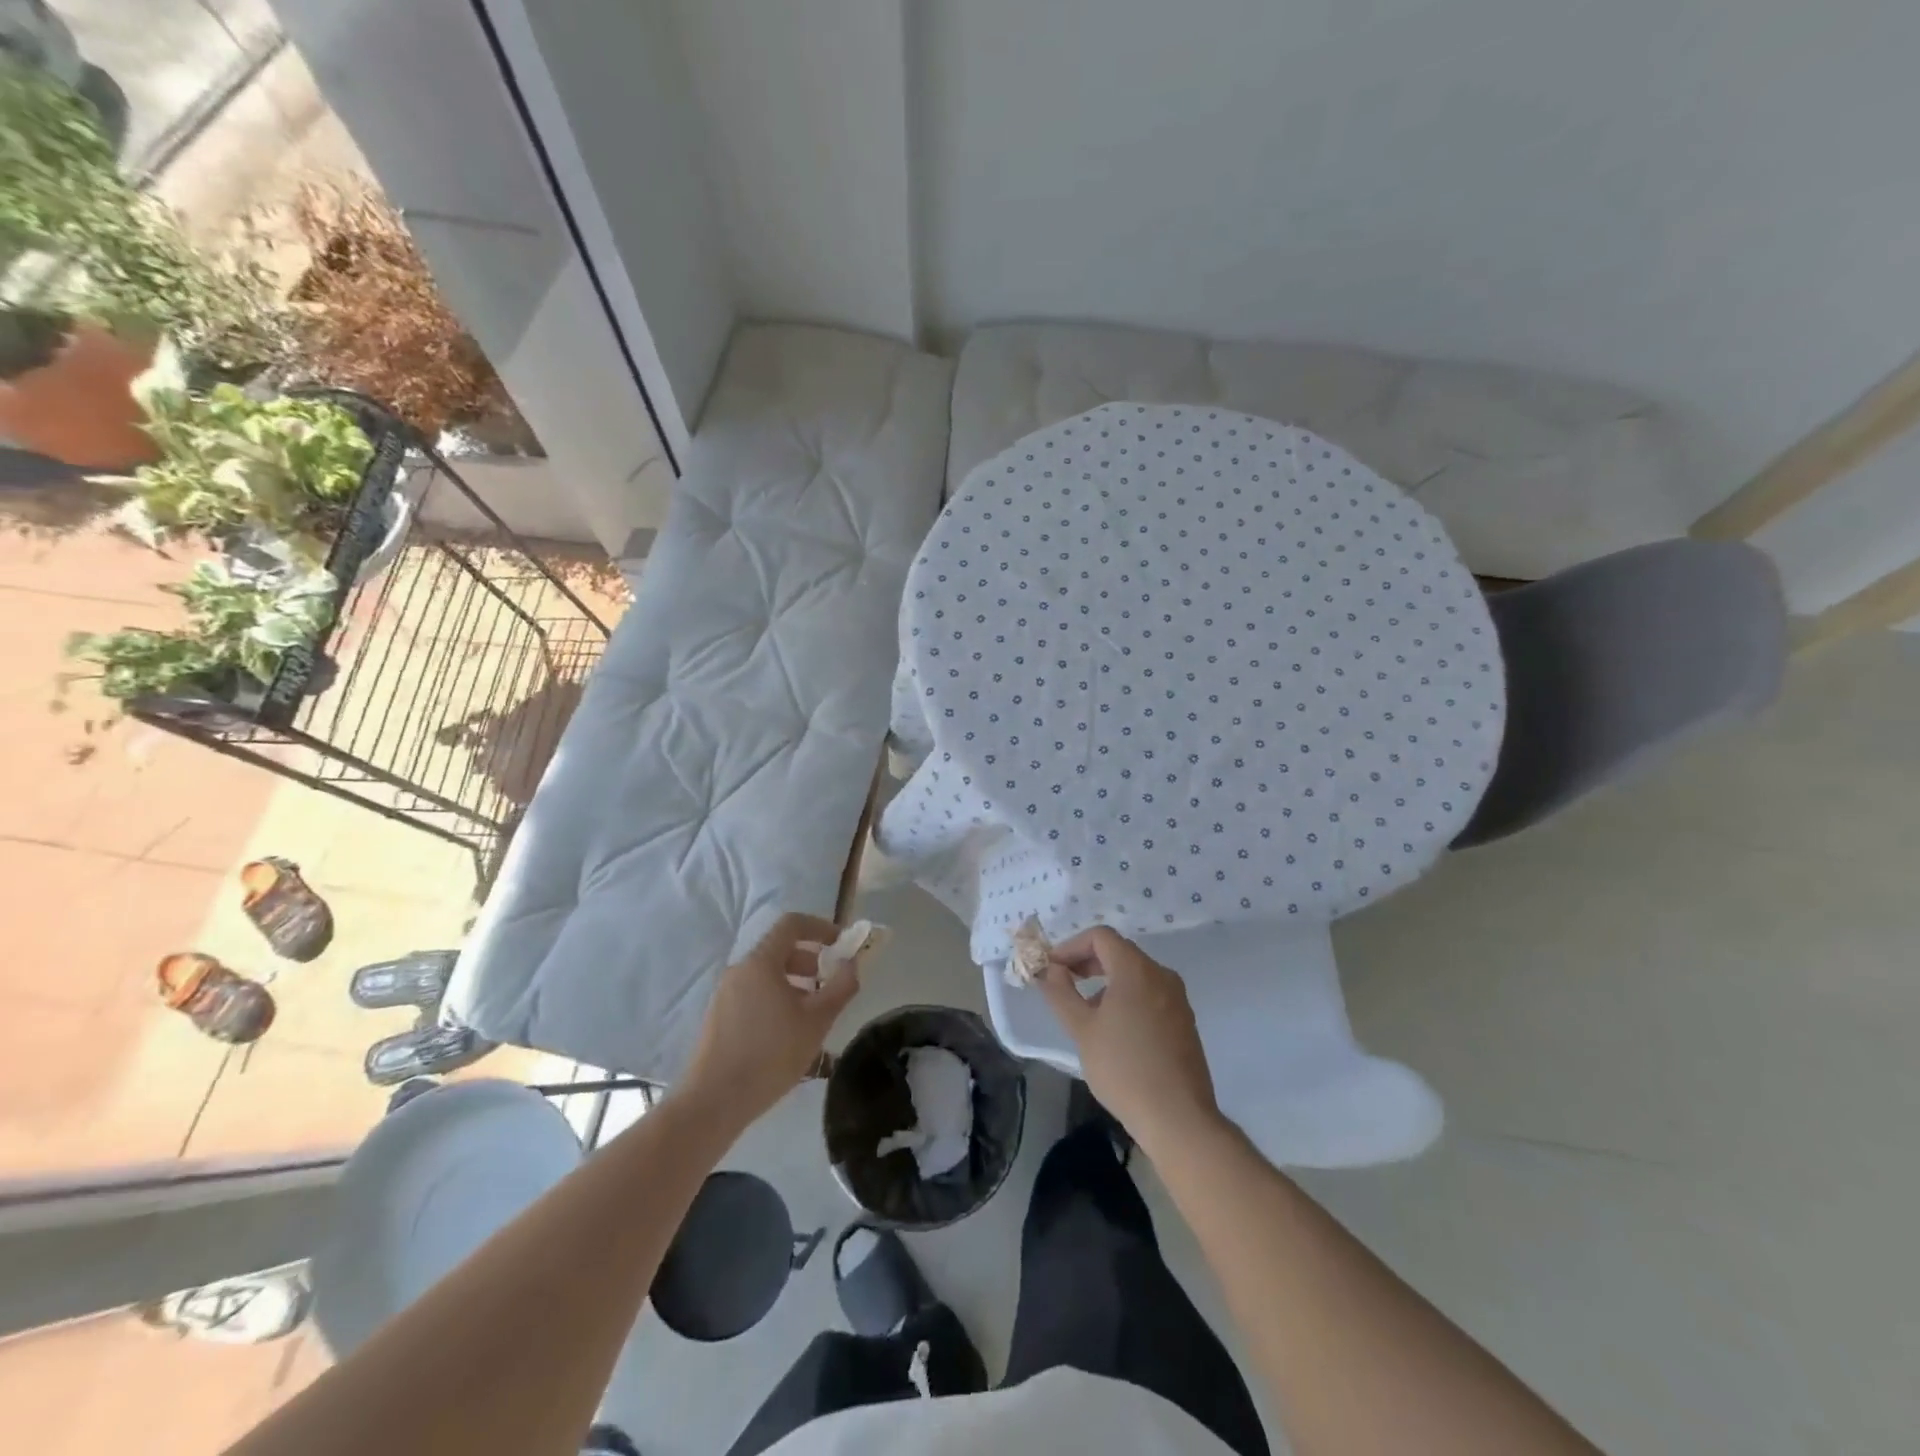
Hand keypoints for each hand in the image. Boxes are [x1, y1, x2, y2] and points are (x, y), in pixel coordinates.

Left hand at [681, 913, 859, 1129]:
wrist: (713, 1102)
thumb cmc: (770, 1055)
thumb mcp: (817, 1021)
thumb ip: (841, 987)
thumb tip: (851, 964)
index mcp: (761, 962)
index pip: (792, 924)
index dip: (821, 927)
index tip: (842, 945)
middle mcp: (740, 970)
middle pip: (780, 949)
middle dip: (812, 960)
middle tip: (832, 985)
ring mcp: (725, 994)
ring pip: (767, 975)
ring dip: (796, 983)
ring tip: (814, 1014)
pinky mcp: (719, 1017)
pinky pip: (754, 993)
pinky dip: (777, 998)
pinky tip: (788, 1033)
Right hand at [1039, 926, 1222, 1156]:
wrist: (1178, 1118)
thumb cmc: (1123, 1068)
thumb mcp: (1082, 1029)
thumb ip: (1060, 993)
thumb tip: (1050, 969)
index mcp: (1136, 969)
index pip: (1100, 937)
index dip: (1071, 946)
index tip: (1052, 969)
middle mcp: (1161, 975)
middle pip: (1119, 951)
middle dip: (1087, 962)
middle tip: (1063, 984)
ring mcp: (1177, 998)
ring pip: (1135, 974)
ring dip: (1105, 981)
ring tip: (1085, 1011)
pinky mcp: (1184, 1020)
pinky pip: (1150, 993)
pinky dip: (1126, 997)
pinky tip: (1114, 1029)